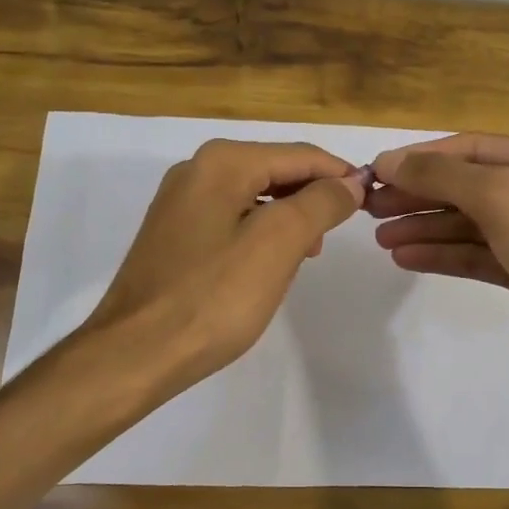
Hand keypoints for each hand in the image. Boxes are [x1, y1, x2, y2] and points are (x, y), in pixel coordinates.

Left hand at [82, 140, 367, 389]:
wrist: (136, 352)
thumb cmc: (213, 297)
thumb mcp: (278, 244)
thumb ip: (320, 204)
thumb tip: (350, 184)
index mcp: (222, 163)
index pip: (300, 155)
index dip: (340, 175)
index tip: (373, 200)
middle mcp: (196, 170)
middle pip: (275, 170)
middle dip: (312, 197)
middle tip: (339, 233)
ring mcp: (180, 203)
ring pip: (254, 197)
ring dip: (288, 218)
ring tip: (308, 254)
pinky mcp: (174, 234)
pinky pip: (231, 219)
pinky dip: (260, 233)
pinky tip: (270, 265)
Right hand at [368, 134, 508, 399]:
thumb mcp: (504, 199)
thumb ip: (444, 176)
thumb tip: (389, 162)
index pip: (476, 148)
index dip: (424, 158)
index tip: (376, 171)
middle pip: (470, 186)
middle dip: (421, 195)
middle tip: (371, 207)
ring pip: (471, 224)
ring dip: (426, 227)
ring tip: (381, 237)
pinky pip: (478, 255)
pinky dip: (443, 255)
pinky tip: (406, 257)